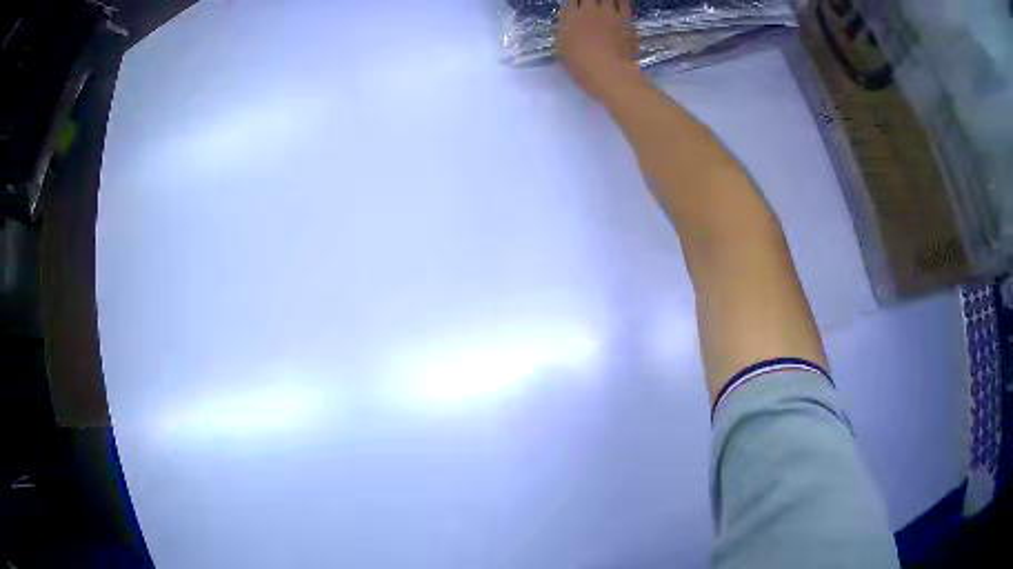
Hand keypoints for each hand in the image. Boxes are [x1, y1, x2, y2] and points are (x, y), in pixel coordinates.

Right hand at [556, 0, 642, 101]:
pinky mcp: (626, 19)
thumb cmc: (581, 67)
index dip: (573, 1)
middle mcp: (589, 10)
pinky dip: (621, 0)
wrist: (610, 74)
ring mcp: (609, 13)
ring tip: (604, 3)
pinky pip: (624, 2)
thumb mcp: (563, 49)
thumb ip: (564, 32)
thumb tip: (567, 24)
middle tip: (590, 3)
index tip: (575, 5)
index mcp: (570, 17)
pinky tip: (619, 2)